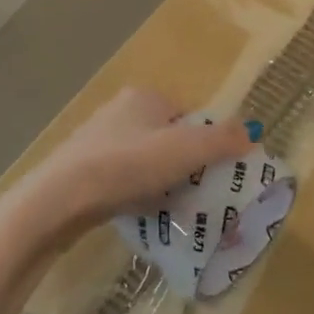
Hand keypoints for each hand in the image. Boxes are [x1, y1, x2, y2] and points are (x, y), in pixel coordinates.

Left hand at [0, 89, 252, 249]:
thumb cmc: (127, 165)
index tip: (215, 175)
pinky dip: (137, 194)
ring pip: (145, 162)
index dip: (207, 145)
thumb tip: (253, 132)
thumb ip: (222, 140)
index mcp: (144, 97)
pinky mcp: (81, 169)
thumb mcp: (185, 150)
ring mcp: (97, 140)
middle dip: (184, 167)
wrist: (59, 199)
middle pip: (168, 140)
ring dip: (161, 183)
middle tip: (198, 196)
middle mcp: (119, 111)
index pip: (189, 116)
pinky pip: (122, 180)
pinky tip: (142, 215)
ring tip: (173, 210)